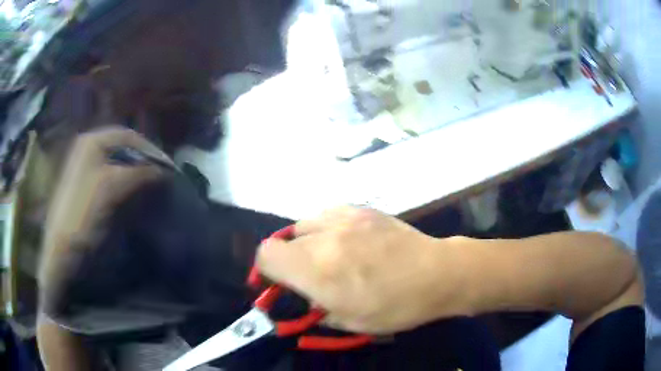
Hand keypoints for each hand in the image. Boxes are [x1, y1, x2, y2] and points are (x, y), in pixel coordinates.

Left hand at [39, 128, 170, 303]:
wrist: (62, 249)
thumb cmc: (83, 212)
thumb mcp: (111, 187)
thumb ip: (138, 173)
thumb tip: (165, 171)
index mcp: (92, 141)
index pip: (128, 136)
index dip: (150, 150)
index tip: (168, 168)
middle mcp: (88, 148)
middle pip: (124, 147)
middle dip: (143, 160)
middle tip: (161, 177)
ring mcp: (86, 167)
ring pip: (118, 162)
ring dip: (136, 172)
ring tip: (151, 186)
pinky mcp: (87, 186)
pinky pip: (111, 176)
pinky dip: (125, 182)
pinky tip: (133, 194)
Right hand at [256, 206, 470, 334]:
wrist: (437, 273)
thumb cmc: (396, 306)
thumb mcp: (349, 321)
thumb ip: (314, 307)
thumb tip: (300, 298)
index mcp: (318, 269)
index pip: (266, 255)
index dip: (266, 271)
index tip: (281, 285)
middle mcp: (324, 236)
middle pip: (282, 241)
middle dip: (288, 261)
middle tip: (309, 277)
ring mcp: (344, 217)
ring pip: (303, 225)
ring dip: (305, 244)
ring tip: (328, 258)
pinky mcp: (361, 209)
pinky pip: (327, 214)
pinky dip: (325, 229)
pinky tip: (345, 241)